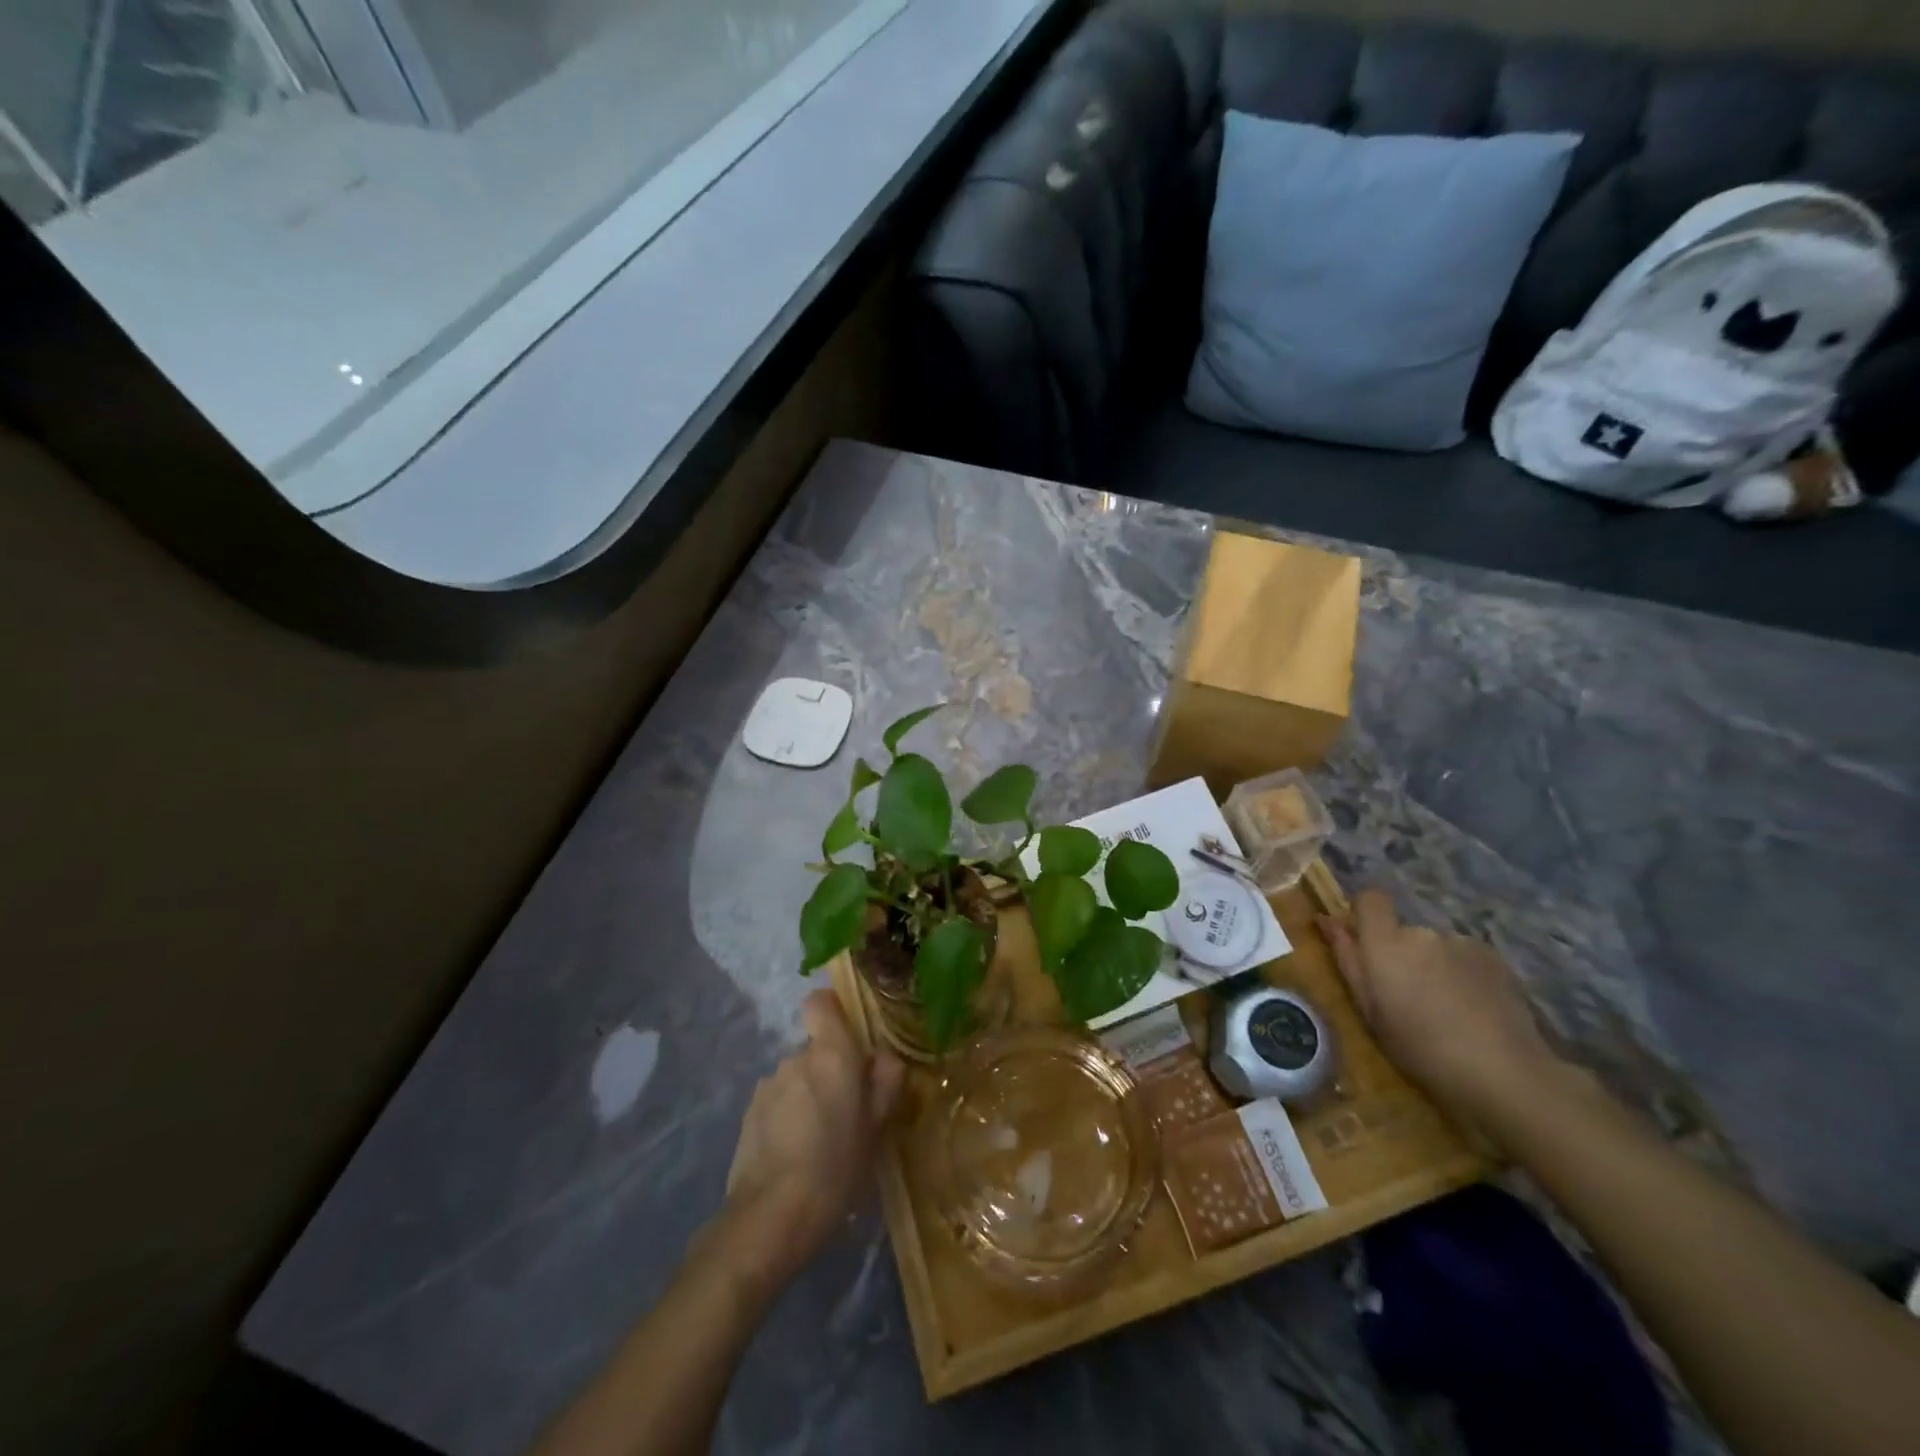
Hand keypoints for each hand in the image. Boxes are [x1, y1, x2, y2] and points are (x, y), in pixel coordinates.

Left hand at [723, 990, 903, 1278]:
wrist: (771, 1217)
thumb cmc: (837, 1167)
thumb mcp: (877, 1127)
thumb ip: (885, 1082)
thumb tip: (883, 1058)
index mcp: (832, 1053)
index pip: (821, 1002)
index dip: (833, 1011)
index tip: (850, 1037)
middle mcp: (797, 1057)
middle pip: (816, 1048)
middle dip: (830, 1070)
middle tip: (848, 1111)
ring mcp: (768, 1084)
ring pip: (797, 1077)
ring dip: (809, 1095)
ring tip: (820, 1140)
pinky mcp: (748, 1113)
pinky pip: (778, 1101)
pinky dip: (788, 1117)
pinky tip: (796, 1155)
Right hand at [1322, 889, 1560, 1132]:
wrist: (1504, 1073)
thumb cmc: (1420, 1048)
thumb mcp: (1369, 1010)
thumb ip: (1347, 959)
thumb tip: (1325, 919)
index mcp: (1385, 943)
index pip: (1371, 898)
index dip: (1366, 914)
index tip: (1367, 944)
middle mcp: (1422, 932)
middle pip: (1404, 930)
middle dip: (1402, 955)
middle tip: (1410, 998)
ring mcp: (1462, 943)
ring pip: (1436, 947)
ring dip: (1434, 967)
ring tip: (1447, 1010)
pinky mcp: (1494, 958)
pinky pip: (1465, 957)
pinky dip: (1463, 975)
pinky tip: (1475, 1010)